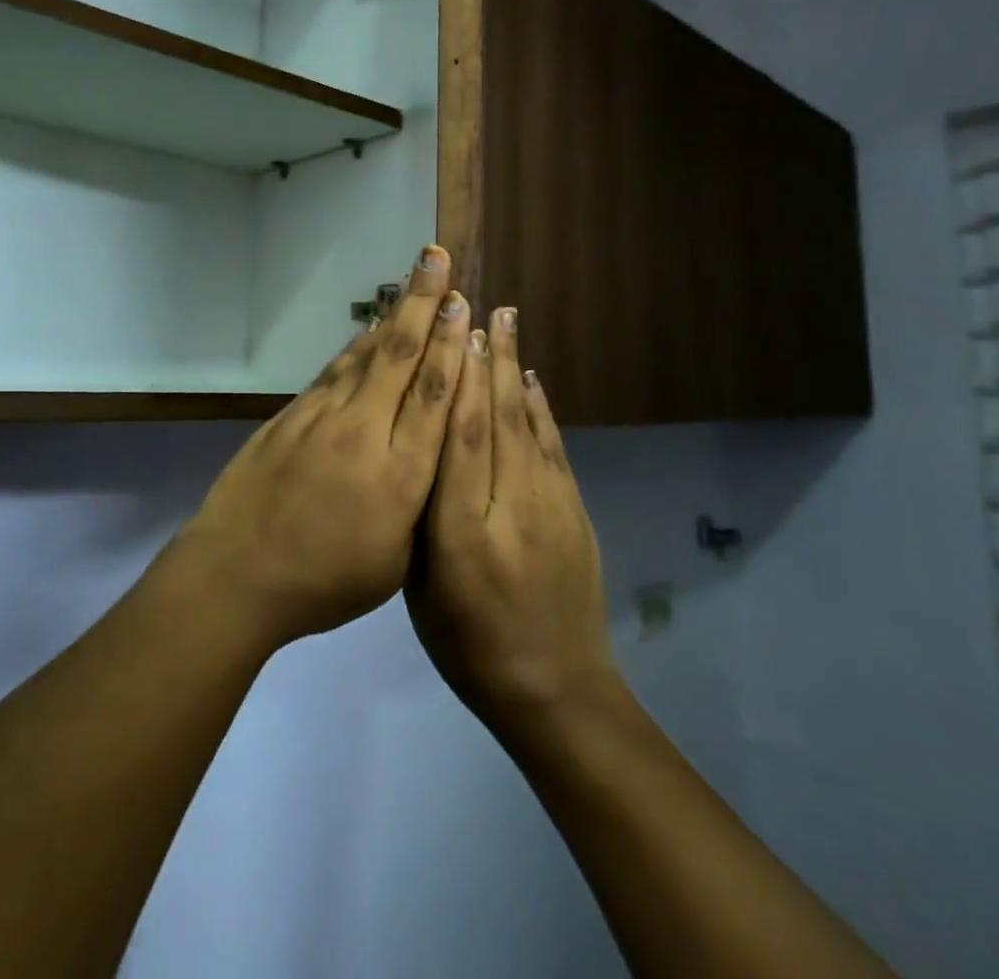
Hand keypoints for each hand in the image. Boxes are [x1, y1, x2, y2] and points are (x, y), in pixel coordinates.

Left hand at [176, 245, 470, 651]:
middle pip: (401, 358)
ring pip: (367, 355)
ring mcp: (323, 418)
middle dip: (424, 304)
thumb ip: (419, 504)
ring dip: (394, 314)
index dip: (452, 346)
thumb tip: (431, 453)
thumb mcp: (393, 564)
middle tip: (438, 259)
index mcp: (399, 477)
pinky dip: (358, 345)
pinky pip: (335, 371)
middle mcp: (364, 434)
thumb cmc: (323, 583)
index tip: (464, 304)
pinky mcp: (292, 415)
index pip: (433, 397)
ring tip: (412, 277)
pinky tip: (372, 328)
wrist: (235, 574)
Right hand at [407, 307, 618, 735]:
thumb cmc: (469, 646)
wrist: (554, 691)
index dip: (457, 383)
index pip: (459, 442)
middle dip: (486, 359)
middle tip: (478, 307)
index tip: (451, 335)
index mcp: (461, 536)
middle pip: (496, 421)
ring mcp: (552, 509)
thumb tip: (422, 449)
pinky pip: (555, 448)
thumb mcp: (422, 591)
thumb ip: (422, 519)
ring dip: (513, 370)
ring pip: (527, 425)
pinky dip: (541, 409)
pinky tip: (531, 381)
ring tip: (505, 324)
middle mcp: (510, 510)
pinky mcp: (577, 512)